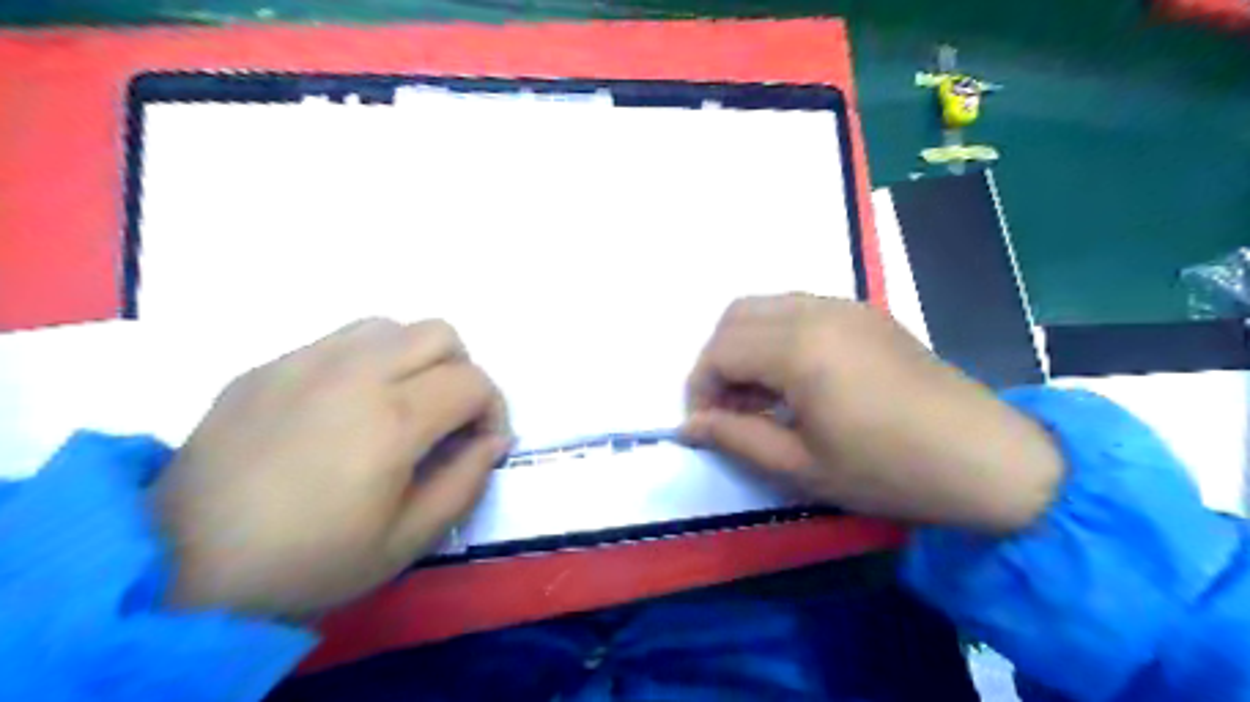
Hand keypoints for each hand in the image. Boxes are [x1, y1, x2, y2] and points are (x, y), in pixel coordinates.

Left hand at [156, 317, 505, 615]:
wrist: (182, 565)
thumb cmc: (309, 560)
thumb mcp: (407, 540)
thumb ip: (466, 482)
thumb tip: (494, 440)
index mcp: (393, 418)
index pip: (473, 382)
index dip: (492, 410)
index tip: (480, 444)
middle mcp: (355, 372)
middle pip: (441, 333)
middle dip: (461, 371)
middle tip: (445, 418)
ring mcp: (305, 361)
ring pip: (391, 325)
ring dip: (414, 358)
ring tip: (399, 403)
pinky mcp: (267, 365)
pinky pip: (339, 340)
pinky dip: (366, 361)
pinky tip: (343, 407)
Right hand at [683, 292, 1062, 531]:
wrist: (985, 458)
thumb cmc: (889, 470)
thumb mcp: (801, 467)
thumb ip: (735, 438)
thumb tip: (687, 426)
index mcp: (799, 348)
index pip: (719, 351)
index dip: (700, 388)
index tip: (707, 425)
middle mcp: (816, 311)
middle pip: (735, 317)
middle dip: (717, 361)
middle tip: (730, 408)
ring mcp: (844, 305)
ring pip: (765, 306)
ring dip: (745, 344)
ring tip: (759, 396)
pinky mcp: (864, 312)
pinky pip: (797, 307)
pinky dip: (776, 335)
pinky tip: (794, 378)